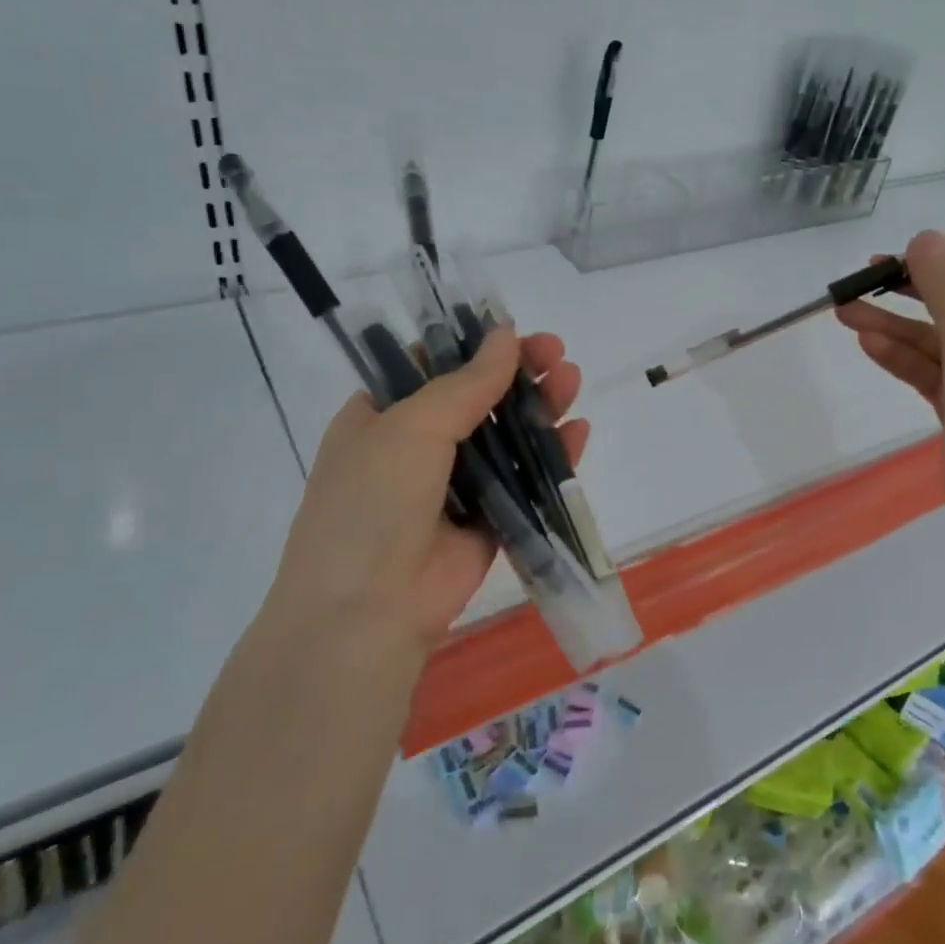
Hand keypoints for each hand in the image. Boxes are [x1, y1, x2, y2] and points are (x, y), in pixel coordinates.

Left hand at [266, 327, 585, 657]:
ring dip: (538, 407)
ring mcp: (452, 488)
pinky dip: (551, 457)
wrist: (367, 612)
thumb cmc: (373, 502)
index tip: (511, 331)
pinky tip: (577, 432)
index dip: (471, 346)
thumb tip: (506, 333)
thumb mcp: (412, 427)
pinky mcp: (486, 523)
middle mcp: (414, 449)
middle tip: (555, 352)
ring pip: (504, 438)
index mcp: (380, 418)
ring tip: (571, 380)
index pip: (429, 368)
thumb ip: (467, 382)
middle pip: (476, 399)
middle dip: (517, 373)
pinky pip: (523, 482)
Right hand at [836, 227, 944, 524]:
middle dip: (920, 287)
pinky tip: (866, 343)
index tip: (944, 241)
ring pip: (942, 337)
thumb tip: (924, 238)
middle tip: (873, 273)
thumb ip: (944, 286)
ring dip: (897, 324)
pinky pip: (933, 369)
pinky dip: (903, 357)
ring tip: (846, 311)